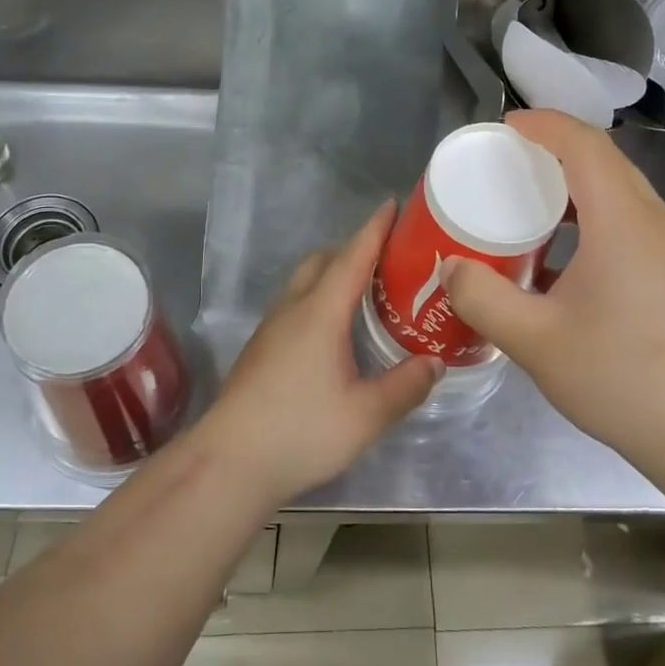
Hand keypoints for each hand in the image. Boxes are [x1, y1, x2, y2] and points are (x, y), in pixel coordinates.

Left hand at [197, 202, 441, 504]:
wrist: (229, 462)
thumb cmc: (301, 432)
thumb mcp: (366, 415)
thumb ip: (405, 386)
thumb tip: (435, 363)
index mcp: (320, 312)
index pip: (352, 256)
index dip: (375, 229)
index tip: (394, 204)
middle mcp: (293, 309)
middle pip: (323, 261)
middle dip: (354, 249)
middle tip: (389, 259)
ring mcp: (271, 328)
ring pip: (304, 282)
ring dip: (333, 274)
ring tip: (367, 293)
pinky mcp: (261, 349)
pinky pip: (296, 305)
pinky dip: (319, 298)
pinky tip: (334, 331)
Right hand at [442, 110, 664, 454]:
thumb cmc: (621, 377)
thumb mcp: (534, 341)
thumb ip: (482, 297)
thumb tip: (449, 267)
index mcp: (623, 221)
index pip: (584, 144)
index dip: (542, 125)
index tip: (502, 127)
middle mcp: (656, 220)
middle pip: (604, 160)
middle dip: (554, 149)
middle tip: (505, 163)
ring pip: (620, 190)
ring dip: (574, 183)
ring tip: (527, 202)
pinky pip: (631, 218)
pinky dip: (591, 214)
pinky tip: (562, 254)